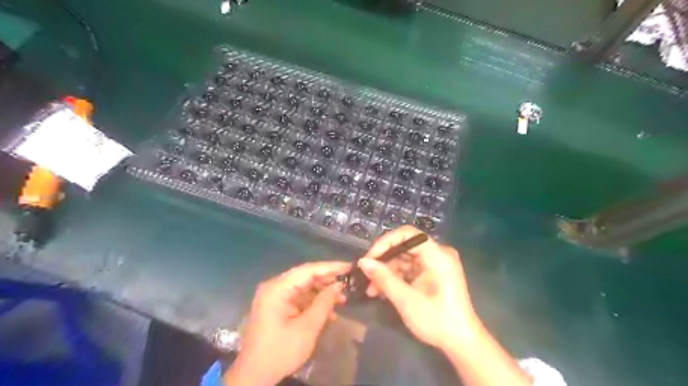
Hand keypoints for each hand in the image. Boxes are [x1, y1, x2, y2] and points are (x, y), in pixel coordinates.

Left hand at [226, 262, 350, 384]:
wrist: (254, 376)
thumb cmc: (281, 351)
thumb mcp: (307, 327)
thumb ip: (324, 303)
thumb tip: (339, 285)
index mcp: (277, 288)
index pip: (308, 270)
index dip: (330, 267)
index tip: (349, 267)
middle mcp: (274, 287)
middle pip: (305, 277)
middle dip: (327, 281)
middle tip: (348, 284)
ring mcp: (274, 297)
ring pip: (304, 287)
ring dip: (322, 293)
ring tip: (342, 300)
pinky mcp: (276, 306)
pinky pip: (298, 298)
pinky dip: (313, 303)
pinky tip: (329, 312)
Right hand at [361, 225, 479, 350]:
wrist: (462, 342)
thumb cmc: (437, 320)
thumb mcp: (406, 300)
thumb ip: (383, 278)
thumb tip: (362, 262)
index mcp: (437, 255)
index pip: (407, 234)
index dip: (385, 242)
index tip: (369, 258)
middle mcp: (438, 253)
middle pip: (404, 246)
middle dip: (384, 261)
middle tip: (366, 275)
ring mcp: (435, 264)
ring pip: (404, 258)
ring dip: (387, 272)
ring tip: (371, 289)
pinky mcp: (432, 273)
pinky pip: (410, 268)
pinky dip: (396, 278)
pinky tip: (382, 291)